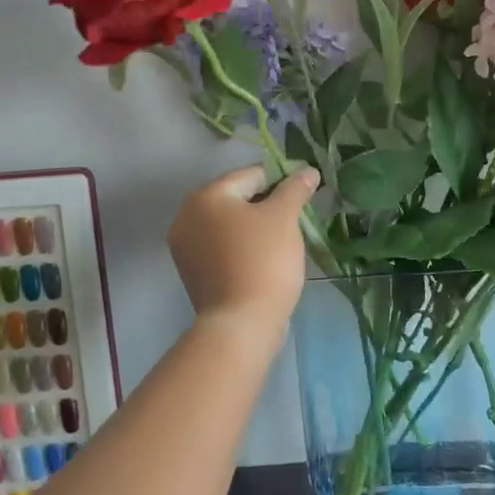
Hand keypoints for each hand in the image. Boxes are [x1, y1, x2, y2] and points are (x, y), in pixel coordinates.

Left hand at [168, 164, 319, 337]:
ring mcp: (186, 247)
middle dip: (267, 204)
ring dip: (255, 226)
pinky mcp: (193, 273)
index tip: (305, 192)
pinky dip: (243, 247)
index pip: (251, 174)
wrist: (241, 324)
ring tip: (284, 239)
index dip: (282, 179)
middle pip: (237, 198)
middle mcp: (187, 217)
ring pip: (229, 224)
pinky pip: (223, 248)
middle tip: (296, 218)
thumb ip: (295, 189)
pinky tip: (265, 259)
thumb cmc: (263, 261)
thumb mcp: (284, 218)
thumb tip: (308, 170)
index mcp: (206, 196)